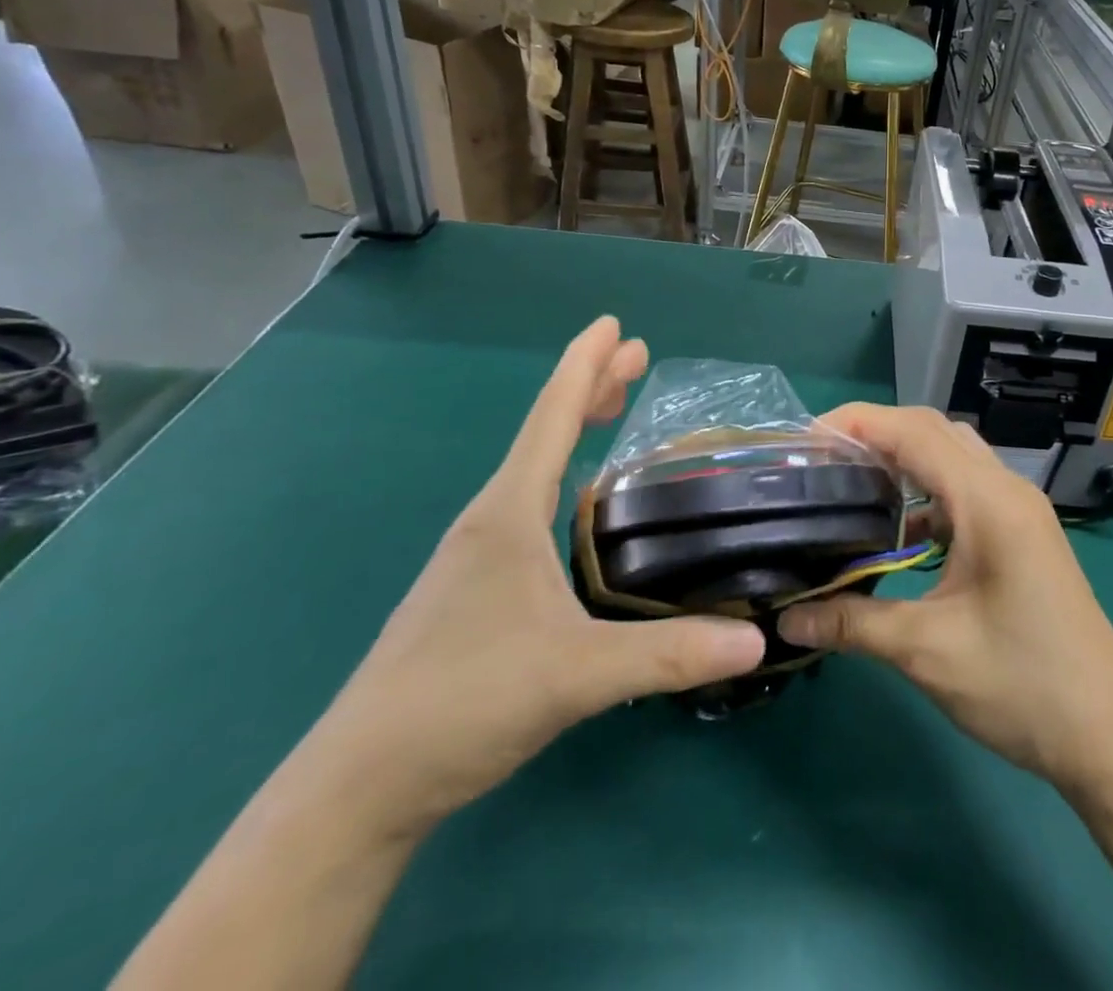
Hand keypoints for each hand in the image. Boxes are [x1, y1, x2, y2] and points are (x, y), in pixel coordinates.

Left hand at [302, 317, 766, 839]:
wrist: (357, 786)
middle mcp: (490, 520)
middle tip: (635, 355)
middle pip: (545, 432)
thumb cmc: (461, 703)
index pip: (552, 417)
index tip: (615, 325)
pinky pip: (530, 504)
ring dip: (575, 429)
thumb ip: (668, 655)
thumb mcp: (576, 676)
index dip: (585, 365)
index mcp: (508, 514)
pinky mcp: (476, 589)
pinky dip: (563, 475)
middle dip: (590, 386)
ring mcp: (478, 556)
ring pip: (536, 469)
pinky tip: (582, 506)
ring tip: (613, 409)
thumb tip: (755, 640)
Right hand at [777, 405, 1112, 792]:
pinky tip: (900, 528)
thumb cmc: (1023, 685)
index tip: (807, 437)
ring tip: (853, 481)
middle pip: (935, 431)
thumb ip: (853, 624)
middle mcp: (1007, 489)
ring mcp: (1021, 510)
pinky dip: (929, 490)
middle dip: (877, 432)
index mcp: (988, 501)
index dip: (859, 422)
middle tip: (823, 458)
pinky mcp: (1024, 533)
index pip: (914, 432)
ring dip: (905, 457)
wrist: (1111, 735)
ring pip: (954, 455)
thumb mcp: (928, 652)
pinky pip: (968, 488)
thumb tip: (787, 618)